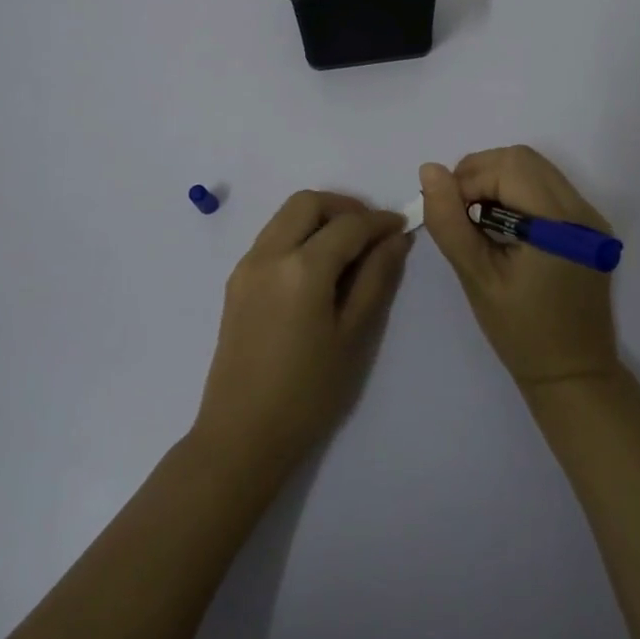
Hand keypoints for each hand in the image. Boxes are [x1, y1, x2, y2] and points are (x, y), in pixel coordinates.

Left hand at [192, 192, 409, 480]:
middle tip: (372, 232)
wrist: (241, 435)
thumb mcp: (353, 336)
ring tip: (348, 248)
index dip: (379, 221)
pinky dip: (299, 235)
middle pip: (308, 203)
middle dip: (344, 207)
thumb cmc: (308, 393)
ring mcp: (247, 266)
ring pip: (286, 216)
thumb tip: (395, 239)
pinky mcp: (236, 281)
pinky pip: (272, 237)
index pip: (348, 225)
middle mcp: (268, 254)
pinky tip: (318, 267)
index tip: (402, 226)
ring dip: (319, 218)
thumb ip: (376, 279)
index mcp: (301, 268)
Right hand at [420, 147, 620, 391]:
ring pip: (535, 169)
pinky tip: (502, 227)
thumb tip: (430, 170)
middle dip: (481, 174)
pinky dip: (516, 193)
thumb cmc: (521, 332)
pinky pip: (546, 188)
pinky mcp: (587, 228)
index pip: (507, 167)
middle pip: (523, 159)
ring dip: (498, 181)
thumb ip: (450, 222)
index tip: (448, 214)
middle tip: (459, 213)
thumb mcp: (477, 277)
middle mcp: (581, 210)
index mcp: (559, 222)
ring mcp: (589, 217)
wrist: (573, 375)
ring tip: (477, 220)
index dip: (468, 180)